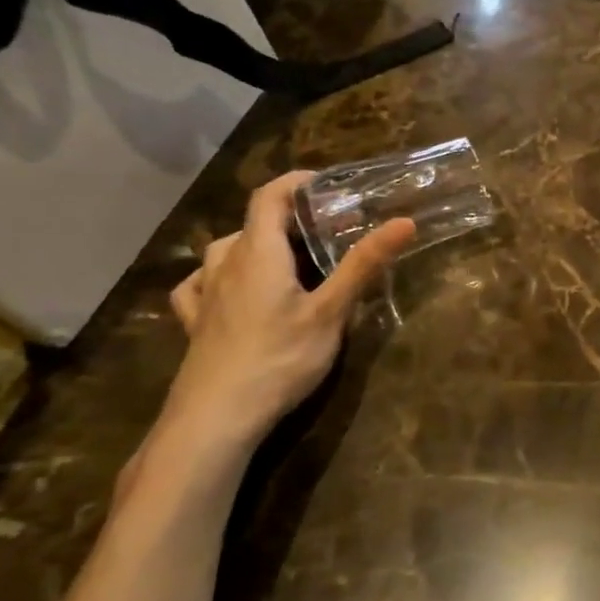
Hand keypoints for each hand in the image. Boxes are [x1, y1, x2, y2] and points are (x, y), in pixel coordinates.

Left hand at [164, 172, 414, 449]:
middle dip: (287, 217)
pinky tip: (227, 289)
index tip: (328, 183)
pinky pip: (200, 284)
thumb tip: (404, 221)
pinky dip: (218, 275)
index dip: (296, 182)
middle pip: (252, 223)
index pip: (269, 196)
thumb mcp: (331, 312)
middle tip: (325, 230)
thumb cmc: (279, 358)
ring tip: (286, 258)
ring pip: (226, 251)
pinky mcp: (195, 324)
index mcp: (259, 253)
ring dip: (256, 243)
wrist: (215, 418)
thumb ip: (364, 265)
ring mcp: (205, 295)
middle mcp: (226, 264)